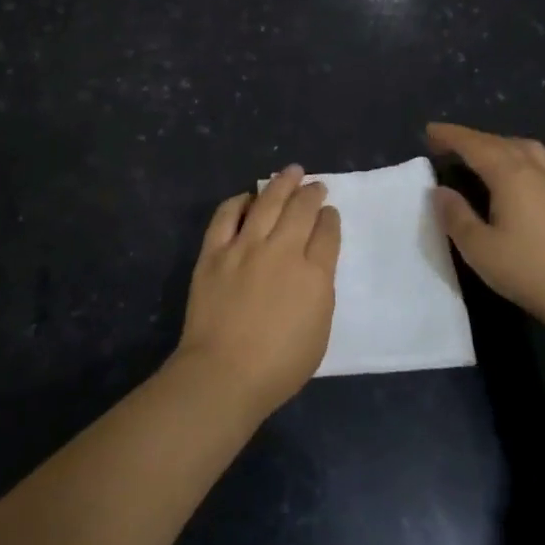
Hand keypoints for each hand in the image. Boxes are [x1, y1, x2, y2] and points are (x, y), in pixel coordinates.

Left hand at [175, 166, 341, 416]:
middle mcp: (282, 251)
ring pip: (267, 202)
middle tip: (315, 184)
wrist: (224, 372)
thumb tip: (314, 266)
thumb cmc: (279, 365)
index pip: (327, 233)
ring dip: (281, 184)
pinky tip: (247, 197)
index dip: (330, 218)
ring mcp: (245, 247)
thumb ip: (320, 291)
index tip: (330, 212)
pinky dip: (238, 202)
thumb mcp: (319, 331)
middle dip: (311, 193)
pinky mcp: (214, 252)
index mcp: (314, 274)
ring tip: (291, 172)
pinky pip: (227, 216)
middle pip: (301, 210)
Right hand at [426, 122, 544, 333]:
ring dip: (495, 143)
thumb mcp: (478, 247)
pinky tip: (509, 175)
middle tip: (444, 142)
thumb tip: (439, 191)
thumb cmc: (527, 269)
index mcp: (511, 175)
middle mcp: (533, 170)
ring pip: (521, 148)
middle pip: (498, 142)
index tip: (428, 130)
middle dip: (470, 138)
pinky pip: (534, 160)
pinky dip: (514, 155)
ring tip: (477, 154)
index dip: (451, 136)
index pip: (475, 145)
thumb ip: (455, 215)